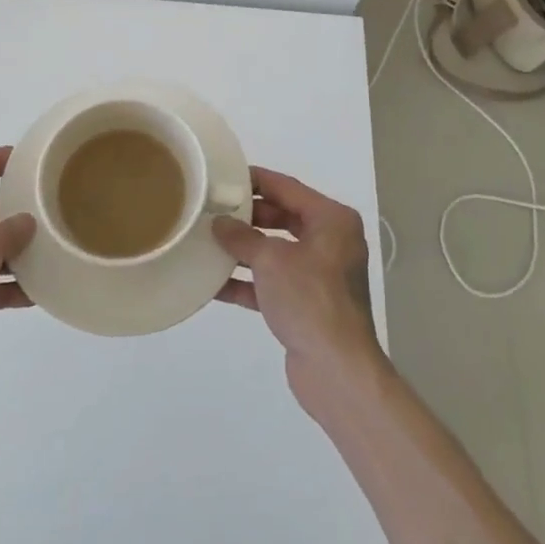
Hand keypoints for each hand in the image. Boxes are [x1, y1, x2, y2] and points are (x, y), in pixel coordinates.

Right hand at [212, 167, 387, 415]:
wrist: (336, 368)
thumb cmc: (310, 299)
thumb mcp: (271, 260)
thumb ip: (242, 237)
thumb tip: (220, 223)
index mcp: (332, 220)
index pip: (288, 188)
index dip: (256, 180)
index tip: (225, 175)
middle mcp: (331, 241)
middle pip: (283, 217)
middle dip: (248, 216)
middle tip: (213, 209)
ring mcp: (320, 274)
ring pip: (276, 251)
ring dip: (244, 249)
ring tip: (207, 241)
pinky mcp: (307, 304)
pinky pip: (273, 282)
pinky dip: (248, 281)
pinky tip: (214, 283)